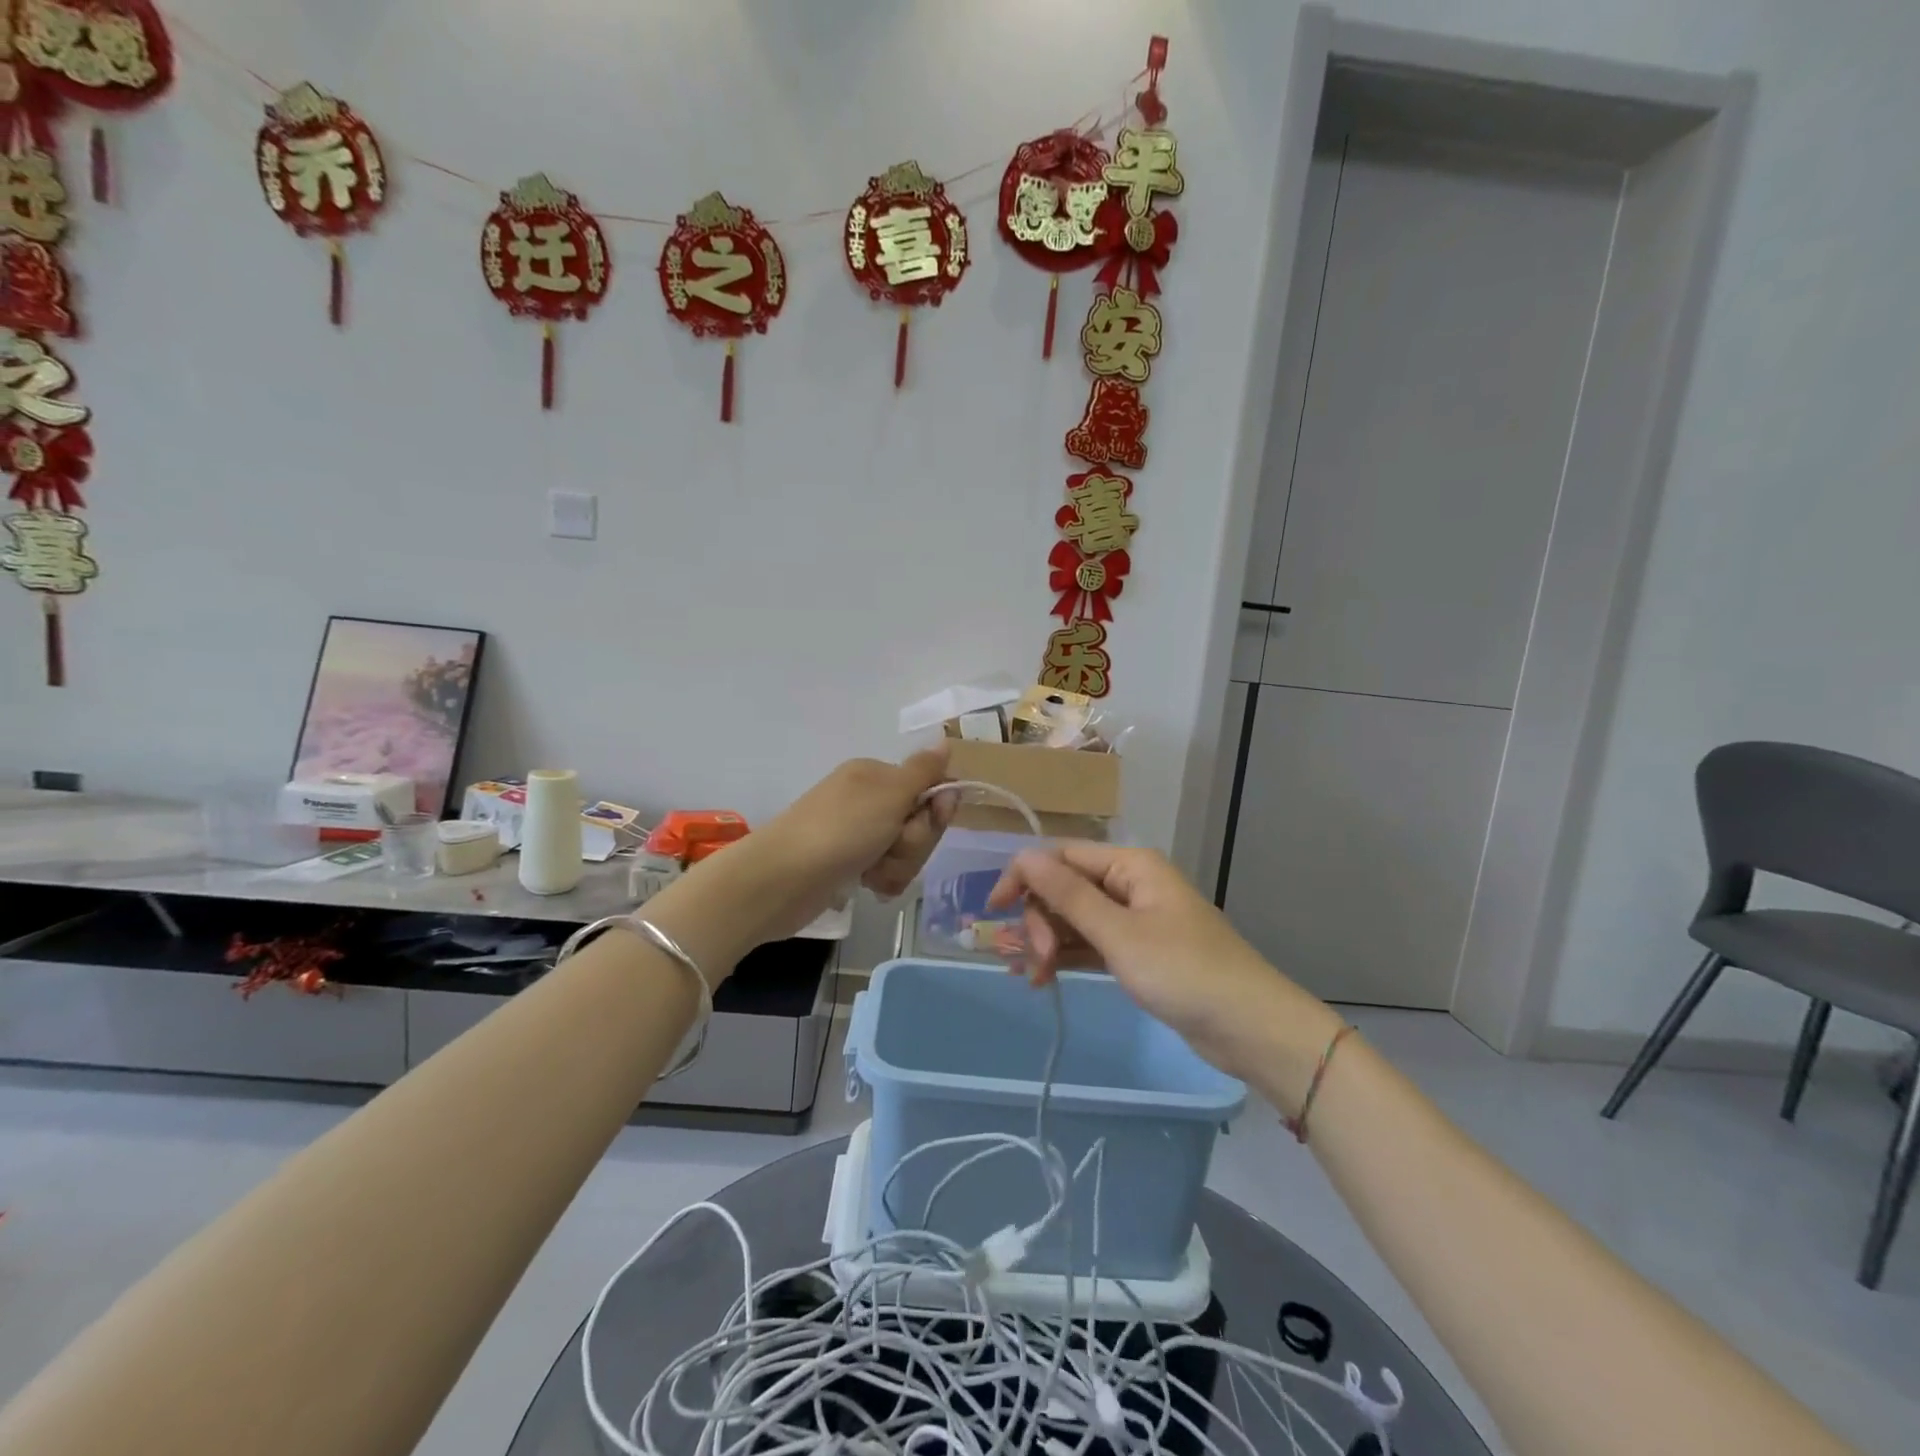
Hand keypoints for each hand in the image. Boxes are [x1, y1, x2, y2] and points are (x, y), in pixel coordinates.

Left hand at [726, 747, 957, 943]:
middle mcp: (866, 800)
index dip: (936, 810)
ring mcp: (856, 833)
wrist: (782, 879)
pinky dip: (882, 879)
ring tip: (873, 873)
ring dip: (898, 865)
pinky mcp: (847, 864)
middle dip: (913, 843)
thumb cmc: (841, 829)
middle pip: (917, 822)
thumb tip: (944, 741)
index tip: (930, 820)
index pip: (929, 788)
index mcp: (875, 775)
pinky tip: (867, 885)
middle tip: (891, 846)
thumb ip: (924, 770)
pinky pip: (884, 870)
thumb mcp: (890, 793)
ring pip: (903, 850)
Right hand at [986, 842, 1337, 1083]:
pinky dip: (1067, 957)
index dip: (1024, 877)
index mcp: (1129, 865)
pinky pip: (1090, 943)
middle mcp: (1129, 884)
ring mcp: (1134, 919)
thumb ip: (1068, 896)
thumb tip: (1024, 857)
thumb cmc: (1185, 973)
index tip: (994, 910)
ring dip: (1048, 942)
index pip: (1061, 856)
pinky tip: (1044, 979)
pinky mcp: (1138, 952)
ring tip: (1030, 979)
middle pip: (1065, 888)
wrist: (1251, 1028)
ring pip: (1075, 919)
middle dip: (1040, 920)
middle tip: (1034, 963)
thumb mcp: (1119, 934)